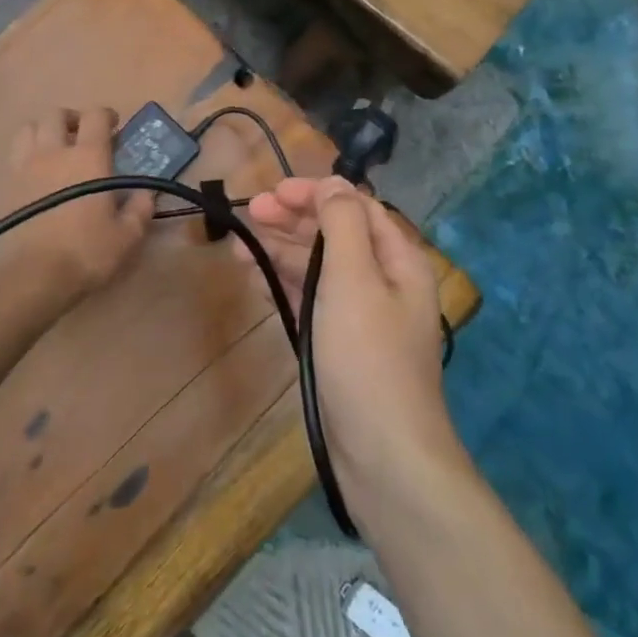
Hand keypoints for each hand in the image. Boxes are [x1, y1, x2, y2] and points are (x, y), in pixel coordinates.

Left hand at [0, 107, 154, 308]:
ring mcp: (25, 166)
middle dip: (72, 119)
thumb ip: (140, 210)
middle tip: (83, 136)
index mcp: (88, 157)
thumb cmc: (86, 252)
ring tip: (55, 149)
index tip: (115, 127)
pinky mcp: (6, 185)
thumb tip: (146, 194)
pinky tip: (37, 173)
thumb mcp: (126, 237)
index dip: (106, 116)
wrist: (33, 276)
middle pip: (56, 114)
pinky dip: (27, 153)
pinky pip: (15, 154)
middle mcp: (54, 151)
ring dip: (44, 131)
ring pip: (29, 128)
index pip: (95, 116)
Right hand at [235, 178, 460, 489]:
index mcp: (398, 260)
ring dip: (281, 253)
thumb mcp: (355, 278)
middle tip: (248, 214)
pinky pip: (311, 302)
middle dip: (293, 220)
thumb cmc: (367, 356)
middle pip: (335, 235)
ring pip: (318, 269)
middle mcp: (383, 282)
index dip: (315, 193)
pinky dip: (285, 287)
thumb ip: (342, 223)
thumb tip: (333, 184)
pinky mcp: (339, 345)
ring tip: (239, 249)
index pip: (356, 207)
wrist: (381, 452)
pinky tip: (257, 282)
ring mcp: (360, 316)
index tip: (271, 193)